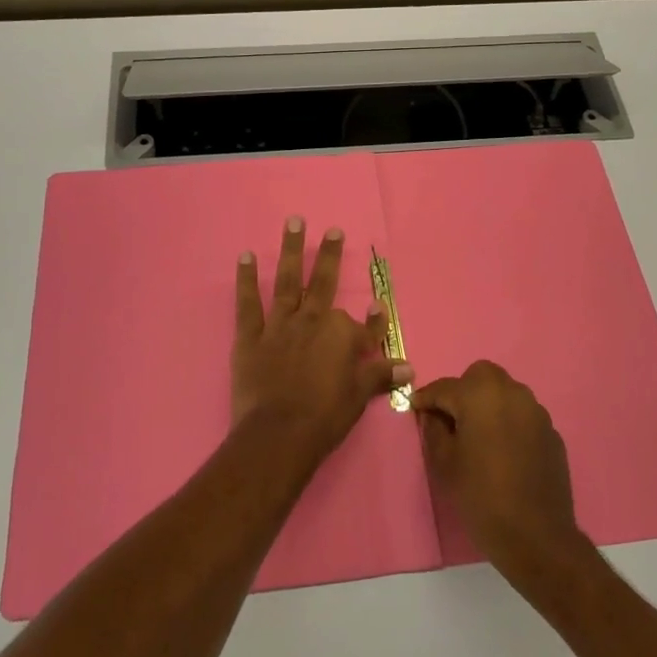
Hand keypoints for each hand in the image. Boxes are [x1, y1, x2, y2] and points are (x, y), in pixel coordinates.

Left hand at [232, 218, 412, 456]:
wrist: (279, 434)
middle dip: (330, 256)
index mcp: (341, 335)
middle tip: (333, 230)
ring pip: (288, 281)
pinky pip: (248, 303)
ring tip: (294, 222)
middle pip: (324, 283)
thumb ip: (381, 374)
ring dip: (292, 250)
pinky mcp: (251, 336)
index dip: (374, 319)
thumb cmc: (326, 417)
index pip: (363, 325)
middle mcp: (312, 321)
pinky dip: (246, 279)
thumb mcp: (360, 395)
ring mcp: (280, 325)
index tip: (378, 305)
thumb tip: (410, 366)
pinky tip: (246, 256)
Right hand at [415, 361, 590, 587]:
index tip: (415, 407)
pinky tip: (504, 451)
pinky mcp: (551, 432)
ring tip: (478, 435)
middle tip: (451, 418)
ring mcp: (536, 411)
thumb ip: (434, 428)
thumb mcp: (444, 462)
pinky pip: (523, 415)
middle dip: (462, 391)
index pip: (444, 387)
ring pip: (505, 393)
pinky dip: (509, 423)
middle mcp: (511, 392)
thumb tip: (433, 414)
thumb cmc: (481, 495)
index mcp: (480, 394)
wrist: (535, 535)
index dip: (426, 398)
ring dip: (488, 404)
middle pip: (480, 376)